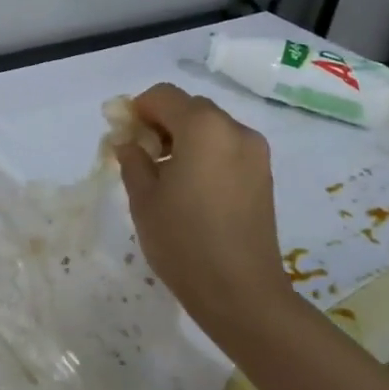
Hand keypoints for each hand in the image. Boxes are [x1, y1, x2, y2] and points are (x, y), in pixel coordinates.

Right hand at [115, 84, 292, 342]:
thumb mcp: (143, 198)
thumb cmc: (184, 241)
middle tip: (142, 156)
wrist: (242, 294)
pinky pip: (227, 147)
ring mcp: (255, 152)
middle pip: (190, 107)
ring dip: (185, 138)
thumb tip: (128, 141)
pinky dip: (206, 153)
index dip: (138, 109)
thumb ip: (132, 159)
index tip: (124, 136)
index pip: (163, 95)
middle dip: (162, 122)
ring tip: (167, 176)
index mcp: (202, 127)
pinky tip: (193, 188)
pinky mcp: (264, 175)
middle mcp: (234, 129)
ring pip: (210, 127)